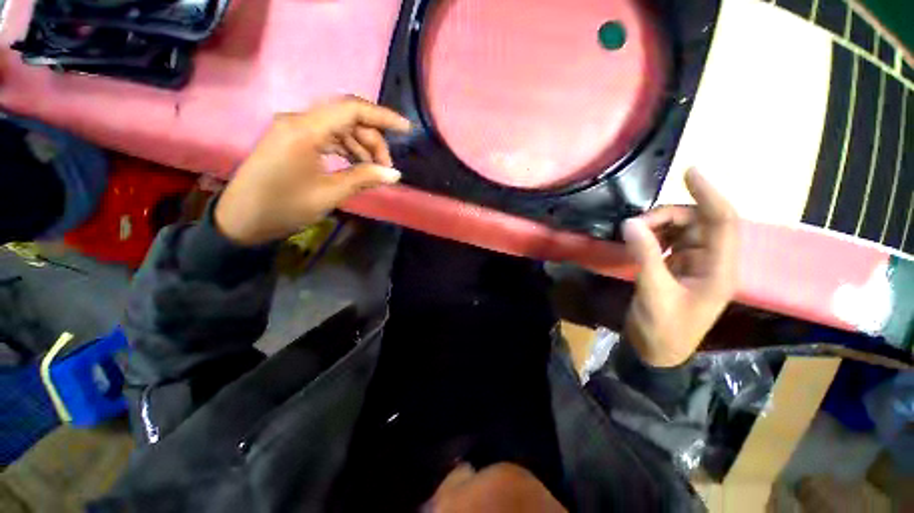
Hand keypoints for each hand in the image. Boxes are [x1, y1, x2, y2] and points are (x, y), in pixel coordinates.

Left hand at [215, 96, 410, 245]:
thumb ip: (363, 179)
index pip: (351, 109)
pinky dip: (346, 148)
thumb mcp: (329, 194)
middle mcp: (298, 121)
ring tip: (375, 170)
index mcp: (304, 130)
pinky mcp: (292, 139)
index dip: (383, 117)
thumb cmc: (284, 208)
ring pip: (339, 127)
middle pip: (347, 117)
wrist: (242, 219)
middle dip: (373, 139)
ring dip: (361, 145)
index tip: (406, 129)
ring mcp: (294, 129)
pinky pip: (327, 136)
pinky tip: (357, 165)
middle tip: (387, 168)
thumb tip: (394, 174)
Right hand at [622, 168, 738, 366]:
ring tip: (632, 234)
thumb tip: (630, 224)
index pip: (723, 221)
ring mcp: (694, 263)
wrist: (657, 351)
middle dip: (666, 217)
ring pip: (681, 229)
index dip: (710, 194)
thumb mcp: (654, 293)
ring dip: (657, 226)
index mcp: (719, 269)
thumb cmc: (664, 329)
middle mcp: (712, 261)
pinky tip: (637, 241)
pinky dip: (652, 236)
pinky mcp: (677, 267)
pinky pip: (667, 241)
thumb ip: (645, 257)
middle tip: (634, 226)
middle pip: (697, 222)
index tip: (690, 171)